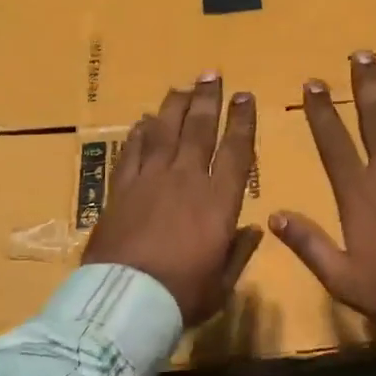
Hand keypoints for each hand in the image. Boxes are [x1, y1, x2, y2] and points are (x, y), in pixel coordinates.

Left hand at [83, 73, 261, 326]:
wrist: (125, 300)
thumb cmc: (182, 295)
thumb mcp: (222, 283)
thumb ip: (239, 252)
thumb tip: (254, 228)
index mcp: (219, 202)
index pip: (236, 152)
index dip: (242, 121)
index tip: (245, 97)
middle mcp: (186, 180)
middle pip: (199, 130)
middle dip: (207, 99)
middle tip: (211, 75)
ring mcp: (150, 180)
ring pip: (164, 132)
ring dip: (174, 106)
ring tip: (181, 87)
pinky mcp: (120, 189)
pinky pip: (132, 151)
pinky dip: (139, 133)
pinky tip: (144, 120)